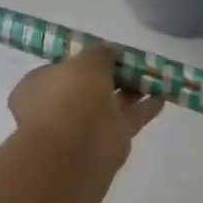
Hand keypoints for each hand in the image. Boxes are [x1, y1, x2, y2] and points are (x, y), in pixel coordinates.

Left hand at [8, 45, 163, 176]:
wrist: (75, 151)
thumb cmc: (70, 97)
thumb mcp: (86, 61)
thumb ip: (100, 54)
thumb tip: (107, 51)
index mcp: (40, 85)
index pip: (63, 67)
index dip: (85, 59)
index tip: (108, 52)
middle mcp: (60, 105)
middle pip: (90, 85)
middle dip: (113, 75)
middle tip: (136, 61)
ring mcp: (84, 126)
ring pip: (112, 102)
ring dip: (133, 89)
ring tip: (156, 75)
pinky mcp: (108, 142)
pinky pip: (129, 118)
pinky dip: (145, 108)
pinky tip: (162, 96)